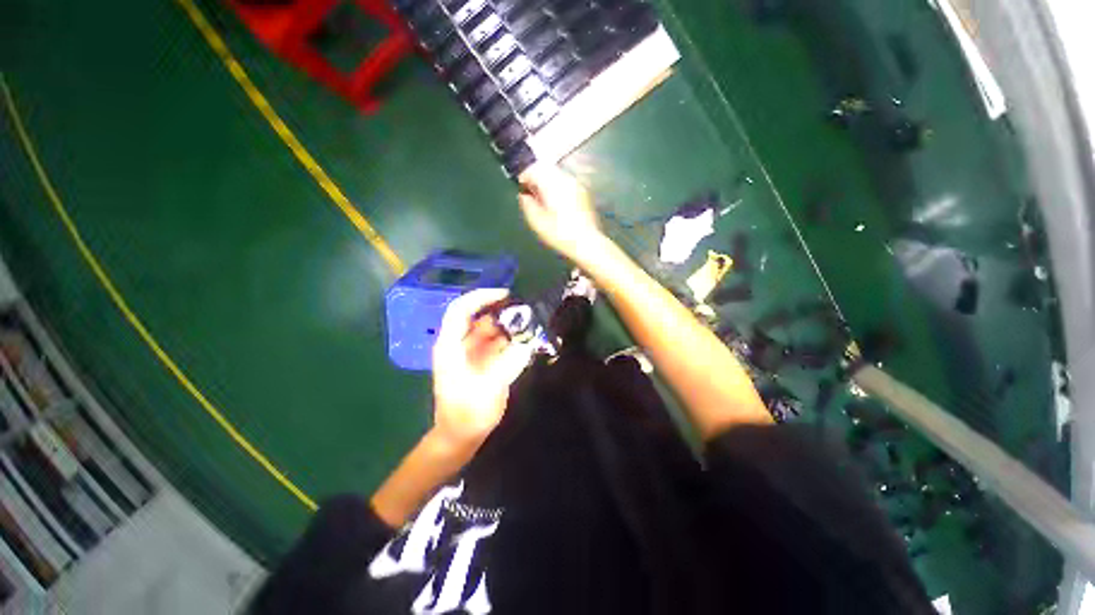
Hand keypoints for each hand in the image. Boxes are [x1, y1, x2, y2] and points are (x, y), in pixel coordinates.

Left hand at [431, 288, 533, 448]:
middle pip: (478, 317)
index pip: (461, 310)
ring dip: (508, 325)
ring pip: (489, 329)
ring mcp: (470, 352)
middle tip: (526, 310)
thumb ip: (507, 366)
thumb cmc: (467, 415)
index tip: (506, 295)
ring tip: (531, 323)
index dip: (481, 297)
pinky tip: (526, 340)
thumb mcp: (487, 391)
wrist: (460, 436)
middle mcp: (459, 344)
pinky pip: (496, 342)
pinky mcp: (481, 361)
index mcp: (451, 347)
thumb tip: (526, 346)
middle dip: (501, 310)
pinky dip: (510, 339)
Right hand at [518, 164, 606, 263]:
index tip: (520, 190)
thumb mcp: (537, 222)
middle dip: (536, 180)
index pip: (534, 170)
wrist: (588, 244)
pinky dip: (558, 190)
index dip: (524, 178)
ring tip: (544, 202)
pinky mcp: (585, 193)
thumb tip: (523, 196)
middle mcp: (566, 179)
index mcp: (553, 184)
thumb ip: (527, 205)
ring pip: (557, 176)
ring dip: (547, 184)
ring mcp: (578, 185)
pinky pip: (567, 184)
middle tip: (531, 196)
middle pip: (547, 170)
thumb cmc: (560, 234)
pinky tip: (557, 206)